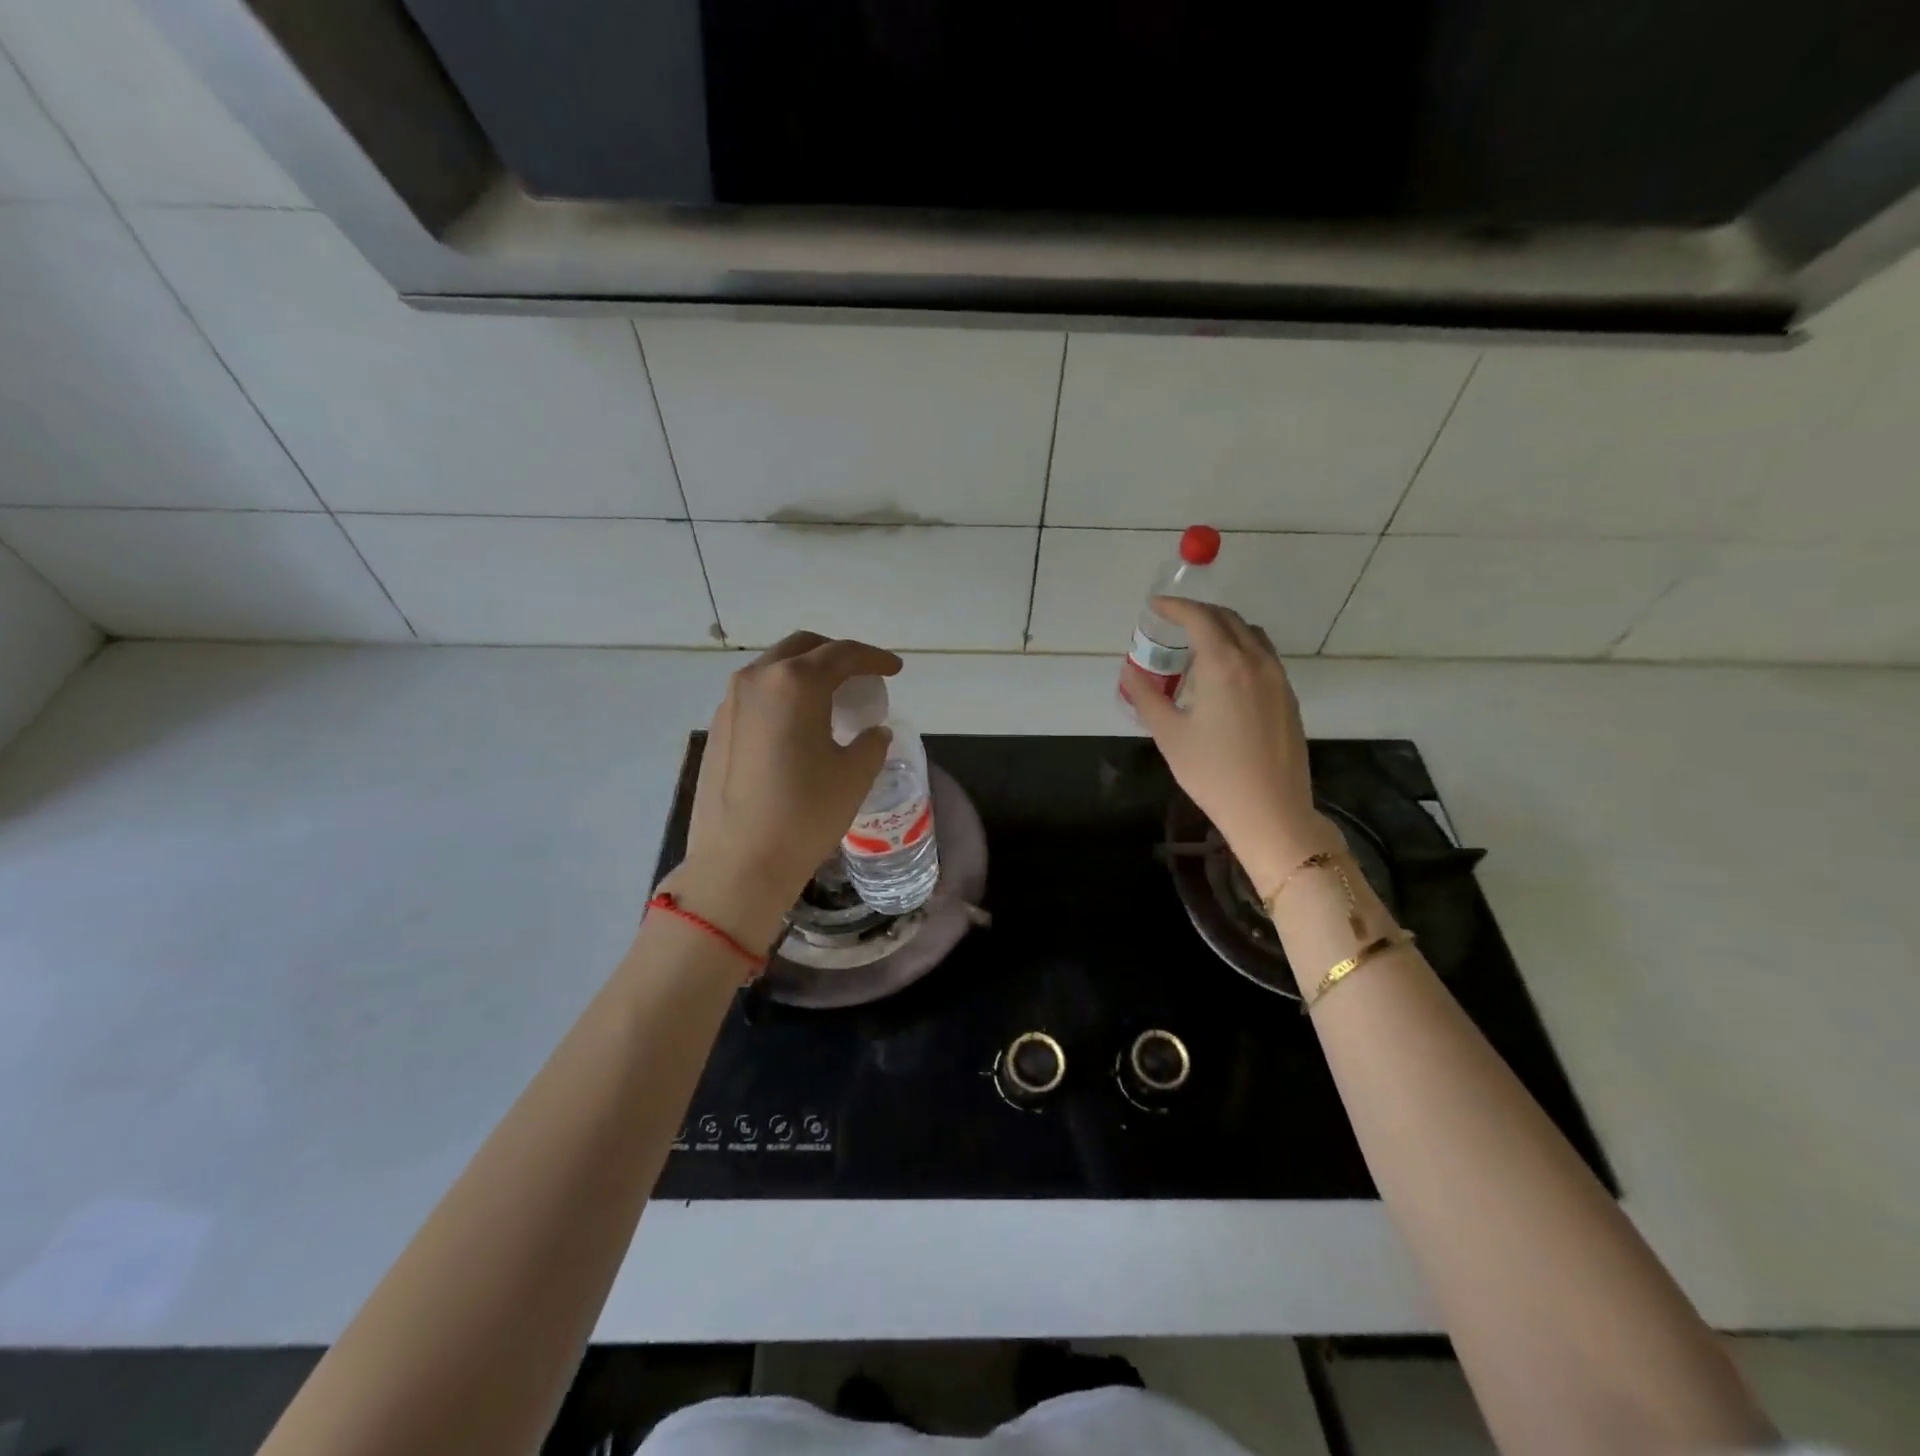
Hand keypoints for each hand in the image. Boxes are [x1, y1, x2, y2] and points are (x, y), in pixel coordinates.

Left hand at [670, 632, 900, 948]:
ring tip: (830, 700)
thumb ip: (871, 742)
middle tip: (860, 677)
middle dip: (836, 655)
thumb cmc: (805, 813)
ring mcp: (730, 702)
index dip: (874, 658)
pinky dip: (783, 695)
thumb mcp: (854, 775)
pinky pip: (756, 694)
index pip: (843, 654)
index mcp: (796, 682)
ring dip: (806, 673)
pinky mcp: (717, 727)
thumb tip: (873, 732)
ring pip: (774, 668)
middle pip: (803, 648)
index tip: (894, 669)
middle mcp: (758, 679)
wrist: (739, 861)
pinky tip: (796, 725)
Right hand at [1121, 599, 1339, 893]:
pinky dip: (1241, 648)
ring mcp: (1278, 679)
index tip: (1155, 606)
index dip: (1175, 607)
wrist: (1270, 810)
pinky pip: (1264, 656)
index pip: (1199, 618)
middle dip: (1199, 613)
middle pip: (1228, 619)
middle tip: (1173, 621)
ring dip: (1224, 628)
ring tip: (1199, 644)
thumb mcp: (1169, 735)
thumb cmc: (1213, 773)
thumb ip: (1146, 697)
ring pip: (1251, 635)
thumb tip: (1129, 671)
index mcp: (1224, 665)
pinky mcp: (1289, 698)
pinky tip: (1225, 674)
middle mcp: (1256, 662)